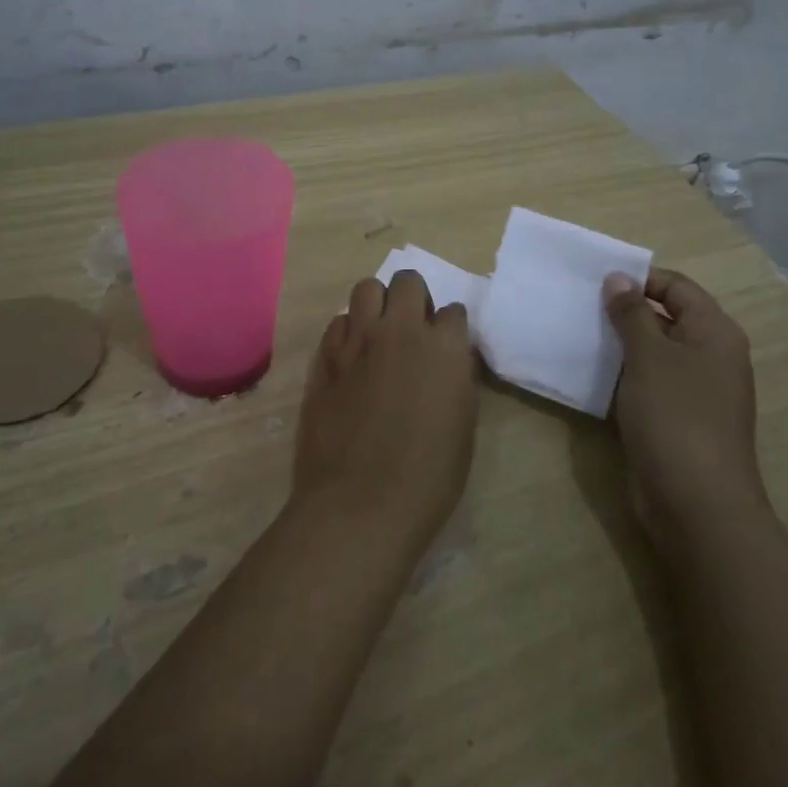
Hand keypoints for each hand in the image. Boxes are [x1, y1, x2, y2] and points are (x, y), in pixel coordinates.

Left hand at [292, 271, 480, 560]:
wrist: (360, 504)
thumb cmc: (427, 477)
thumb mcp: (463, 425)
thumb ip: (456, 378)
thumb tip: (449, 360)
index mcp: (444, 347)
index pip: (454, 311)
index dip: (450, 329)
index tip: (446, 347)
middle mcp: (400, 331)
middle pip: (407, 282)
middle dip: (414, 298)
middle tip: (412, 330)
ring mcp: (357, 340)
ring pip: (366, 288)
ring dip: (378, 304)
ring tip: (379, 333)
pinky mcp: (324, 357)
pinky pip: (338, 322)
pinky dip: (348, 331)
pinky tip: (351, 357)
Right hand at [603, 268, 765, 542]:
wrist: (696, 504)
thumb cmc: (676, 417)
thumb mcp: (649, 357)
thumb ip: (631, 314)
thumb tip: (618, 278)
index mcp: (714, 333)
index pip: (677, 287)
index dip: (640, 279)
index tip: (596, 282)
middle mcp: (709, 356)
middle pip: (665, 318)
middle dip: (624, 311)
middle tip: (580, 306)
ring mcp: (694, 391)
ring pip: (653, 353)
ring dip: (619, 344)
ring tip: (578, 334)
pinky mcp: (675, 419)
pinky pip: (646, 383)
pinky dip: (622, 375)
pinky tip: (589, 374)